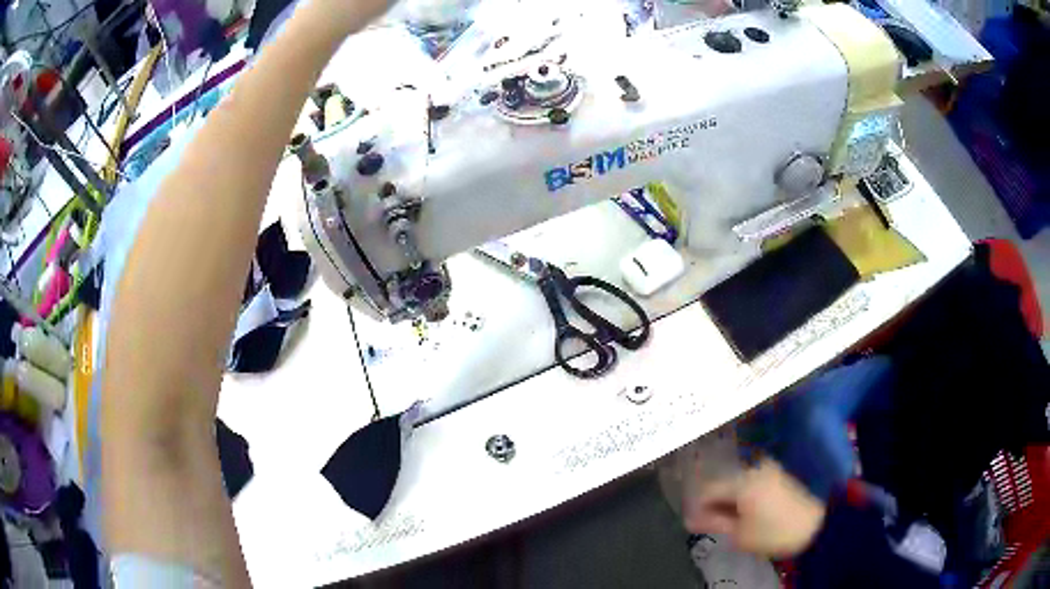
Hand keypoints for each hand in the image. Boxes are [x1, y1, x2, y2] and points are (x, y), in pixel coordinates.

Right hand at [682, 458, 825, 557]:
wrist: (814, 525)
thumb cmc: (773, 532)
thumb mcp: (739, 533)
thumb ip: (714, 522)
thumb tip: (690, 520)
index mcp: (742, 481)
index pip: (708, 490)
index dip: (698, 508)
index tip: (696, 523)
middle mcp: (754, 469)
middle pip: (724, 484)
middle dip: (716, 503)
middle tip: (713, 522)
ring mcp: (768, 470)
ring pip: (739, 483)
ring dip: (731, 500)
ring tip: (731, 519)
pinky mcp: (779, 475)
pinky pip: (752, 483)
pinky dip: (745, 496)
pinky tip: (747, 511)